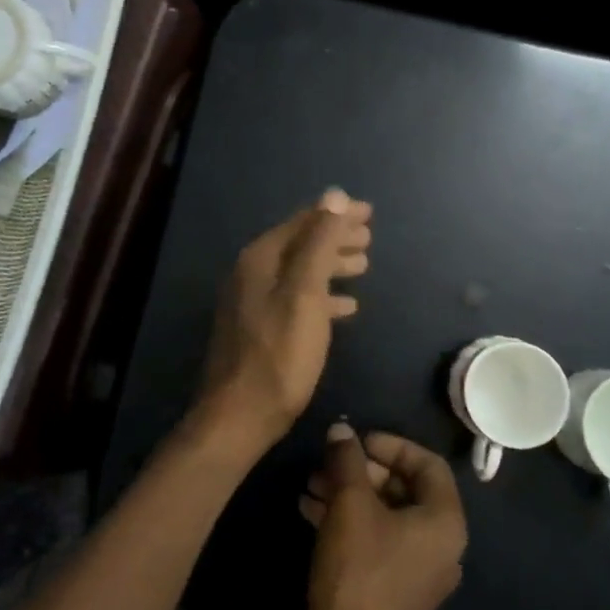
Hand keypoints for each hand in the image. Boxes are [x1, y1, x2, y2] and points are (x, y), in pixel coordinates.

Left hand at [192, 189, 373, 454]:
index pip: (304, 222)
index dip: (336, 214)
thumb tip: (335, 194)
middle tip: (369, 237)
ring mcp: (253, 301)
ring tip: (364, 264)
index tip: (369, 212)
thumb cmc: (279, 354)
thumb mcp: (305, 294)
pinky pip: (297, 298)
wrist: (239, 416)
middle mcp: (252, 273)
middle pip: (301, 244)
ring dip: (331, 264)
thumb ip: (319, 242)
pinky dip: (323, 295)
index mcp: (261, 259)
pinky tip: (346, 305)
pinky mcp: (260, 327)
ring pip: (300, 271)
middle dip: (335, 237)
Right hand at [302, 425, 466, 609]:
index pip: (428, 463)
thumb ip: (347, 459)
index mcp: (445, 521)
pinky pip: (376, 539)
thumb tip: (341, 430)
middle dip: (362, 470)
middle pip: (404, 488)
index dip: (392, 445)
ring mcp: (418, 569)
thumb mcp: (350, 503)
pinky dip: (348, 520)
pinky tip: (310, 509)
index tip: (357, 441)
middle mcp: (441, 544)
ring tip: (311, 484)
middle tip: (329, 463)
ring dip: (349, 493)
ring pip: (385, 514)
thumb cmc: (360, 567)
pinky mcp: (394, 587)